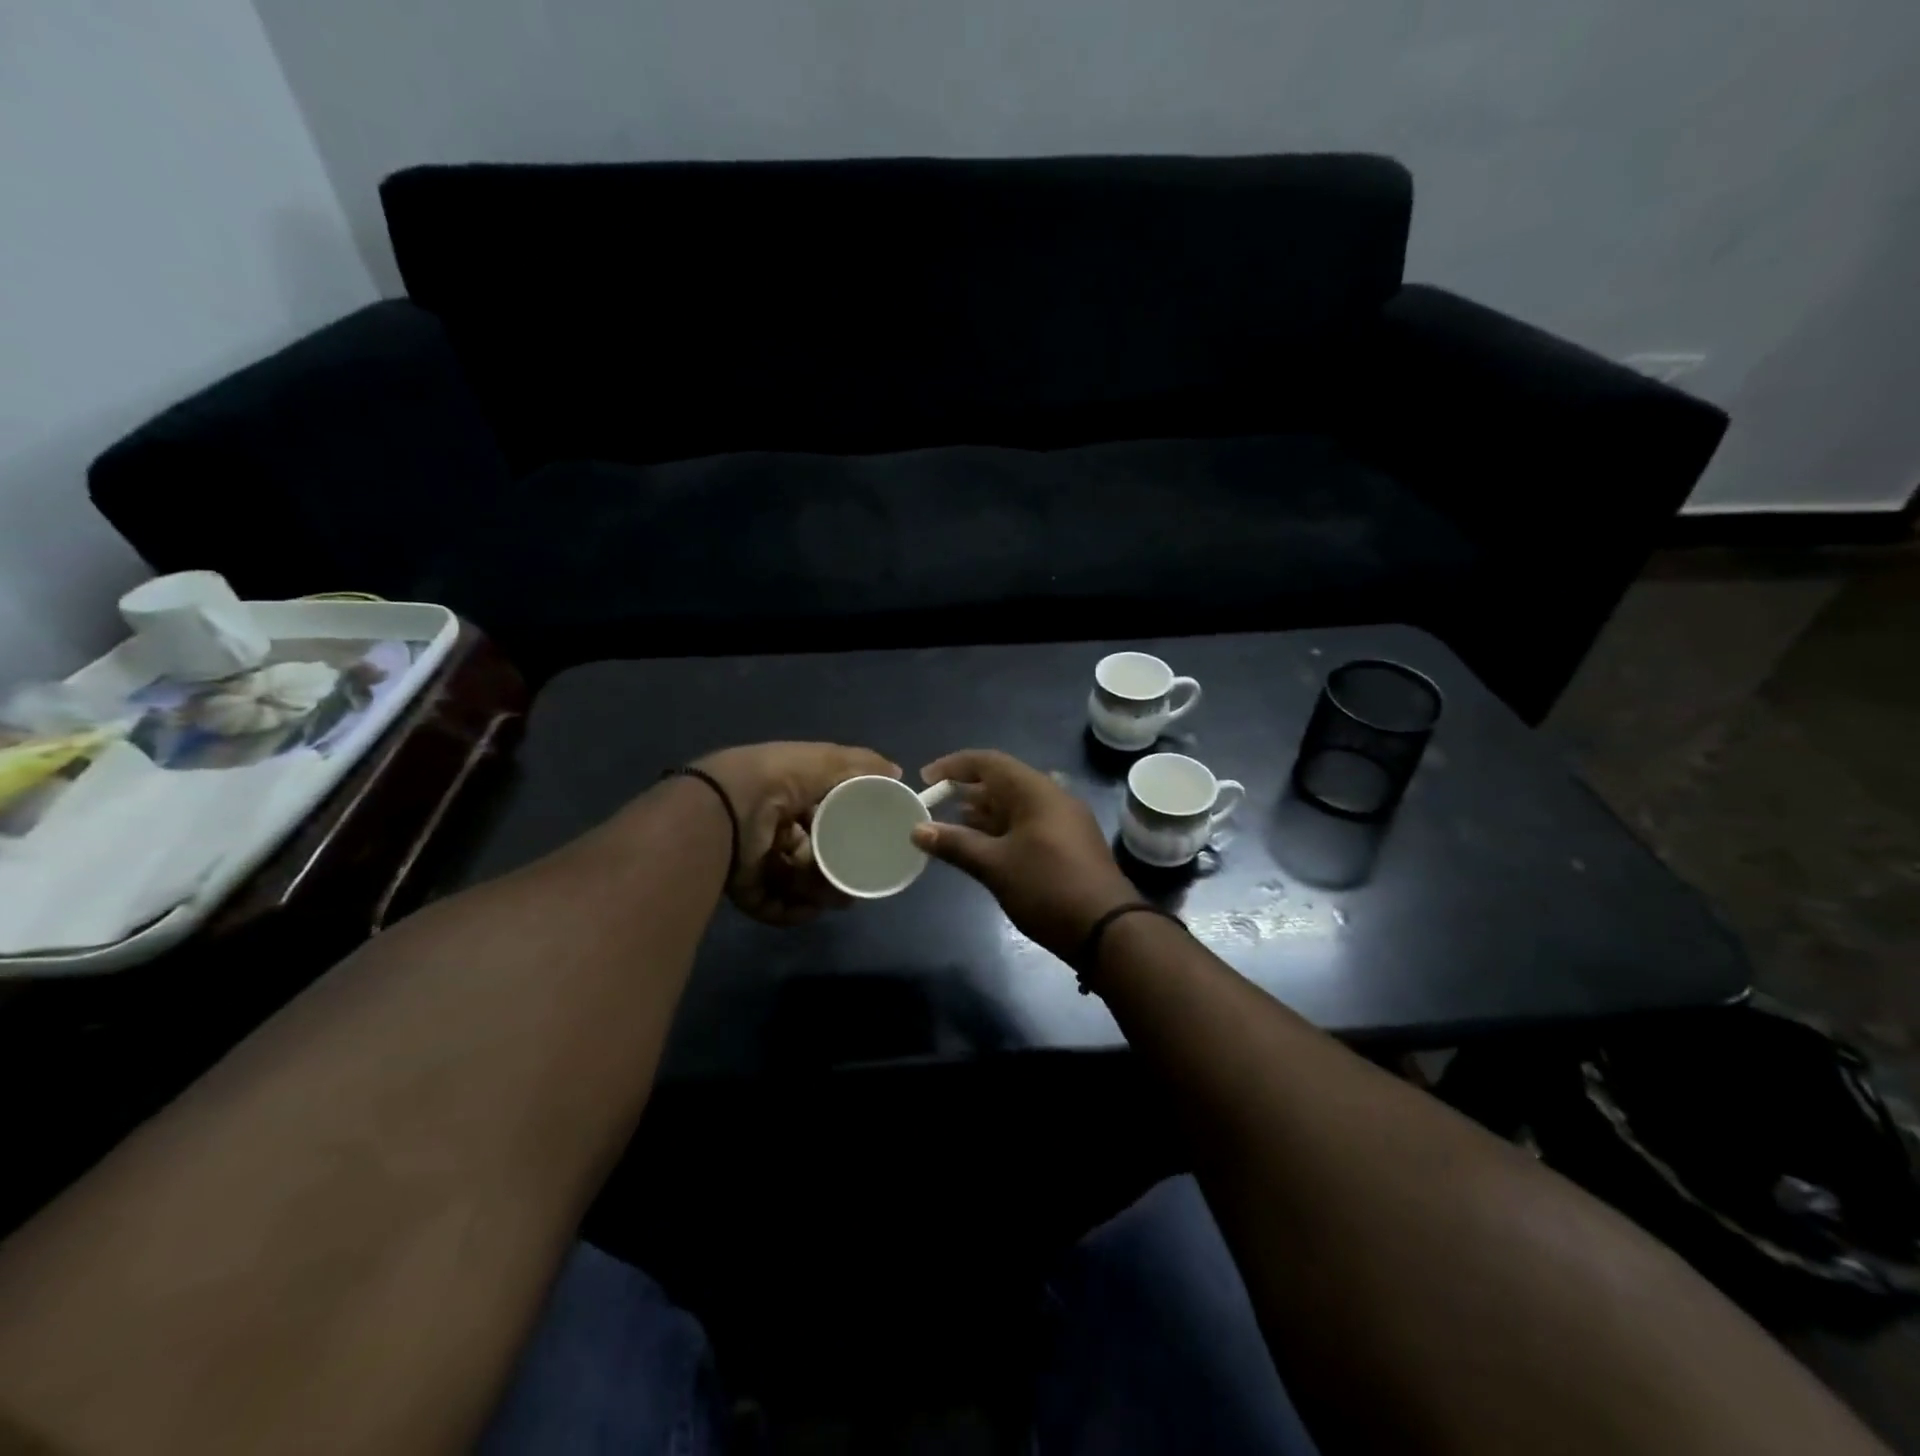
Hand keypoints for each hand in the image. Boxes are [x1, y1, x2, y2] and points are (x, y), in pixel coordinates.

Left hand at [693, 742, 899, 924]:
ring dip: (819, 892)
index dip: (843, 830)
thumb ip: (863, 764)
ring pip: (795, 882)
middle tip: (854, 884)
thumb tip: (896, 774)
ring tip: (835, 898)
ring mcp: (753, 859)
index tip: (867, 845)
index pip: (820, 816)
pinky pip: (773, 905)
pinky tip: (811, 909)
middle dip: (835, 871)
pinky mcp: (743, 887)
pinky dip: (793, 910)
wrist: (730, 805)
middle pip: (810, 854)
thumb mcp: (828, 760)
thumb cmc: (782, 777)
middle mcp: (769, 826)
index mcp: (786, 796)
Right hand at [910, 749, 1138, 960]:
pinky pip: (1029, 823)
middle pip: (1002, 781)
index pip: (989, 762)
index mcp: (1036, 791)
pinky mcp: (1069, 843)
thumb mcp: (995, 866)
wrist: (1108, 929)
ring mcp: (1064, 820)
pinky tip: (984, 847)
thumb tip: (918, 830)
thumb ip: (955, 844)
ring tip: (952, 827)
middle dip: (966, 791)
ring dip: (983, 812)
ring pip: (1016, 804)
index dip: (953, 766)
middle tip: (934, 807)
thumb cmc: (1047, 888)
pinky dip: (1002, 829)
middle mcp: (1052, 797)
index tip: (925, 779)